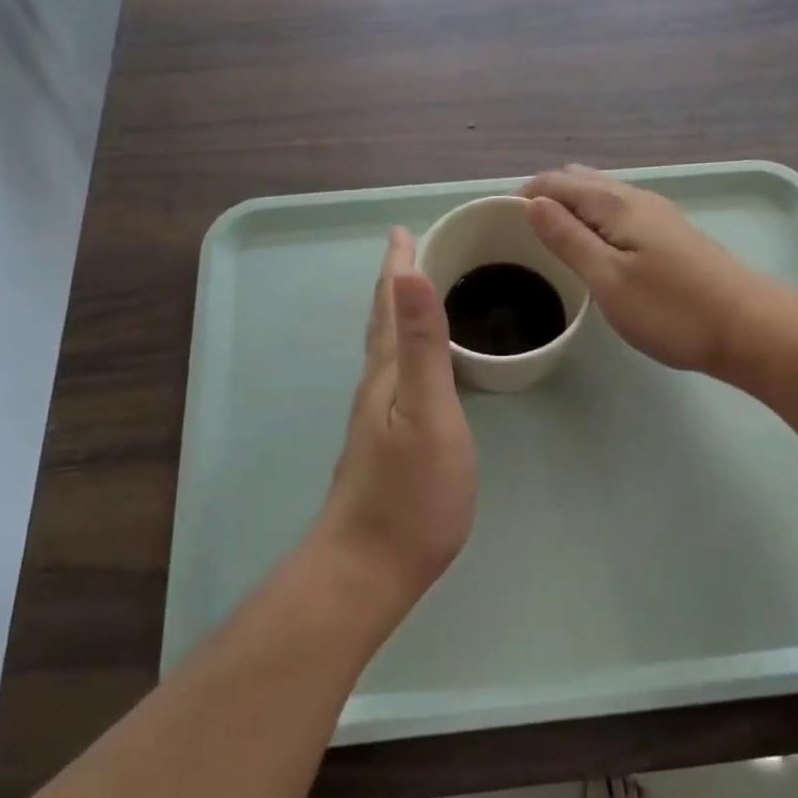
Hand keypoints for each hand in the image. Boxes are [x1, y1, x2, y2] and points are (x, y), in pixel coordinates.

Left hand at [316, 227, 476, 610]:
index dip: (397, 265)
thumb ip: (423, 345)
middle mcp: (376, 386)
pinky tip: (416, 366)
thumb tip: (411, 273)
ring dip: (398, 314)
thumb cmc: (411, 492)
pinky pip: (397, 374)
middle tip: (410, 251)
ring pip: (387, 348)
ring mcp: (378, 416)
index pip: (390, 303)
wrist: (369, 567)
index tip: (403, 230)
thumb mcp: (428, 412)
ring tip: (414, 295)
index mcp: (387, 372)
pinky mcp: (386, 441)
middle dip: (395, 282)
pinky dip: (406, 349)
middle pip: (383, 321)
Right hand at [519, 165, 773, 378]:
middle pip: (580, 182)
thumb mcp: (608, 278)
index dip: (523, 195)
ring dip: (570, 207)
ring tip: (547, 236)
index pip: (556, 183)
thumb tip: (532, 202)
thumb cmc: (671, 309)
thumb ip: (568, 238)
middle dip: (545, 196)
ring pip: (602, 196)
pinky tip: (592, 245)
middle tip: (516, 231)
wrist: (749, 328)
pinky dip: (593, 219)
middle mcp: (637, 198)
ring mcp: (658, 216)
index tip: (495, 221)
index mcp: (616, 204)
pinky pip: (619, 213)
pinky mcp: (672, 236)